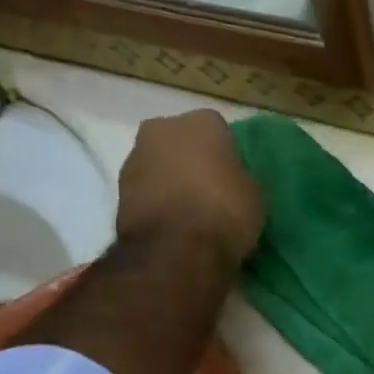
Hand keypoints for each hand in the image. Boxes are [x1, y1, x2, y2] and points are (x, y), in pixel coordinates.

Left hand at [116, 111, 263, 266]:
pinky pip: (146, 189)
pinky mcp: (118, 190)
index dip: (226, 154)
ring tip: (189, 211)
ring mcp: (135, 157)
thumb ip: (242, 177)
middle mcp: (162, 128)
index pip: (219, 130)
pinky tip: (172, 223)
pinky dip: (157, 201)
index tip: (233, 176)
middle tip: (210, 190)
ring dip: (171, 180)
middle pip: (181, 141)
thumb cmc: (225, 213)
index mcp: (202, 122)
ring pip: (160, 164)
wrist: (175, 250)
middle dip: (192, 160)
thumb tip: (233, 180)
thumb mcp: (255, 195)